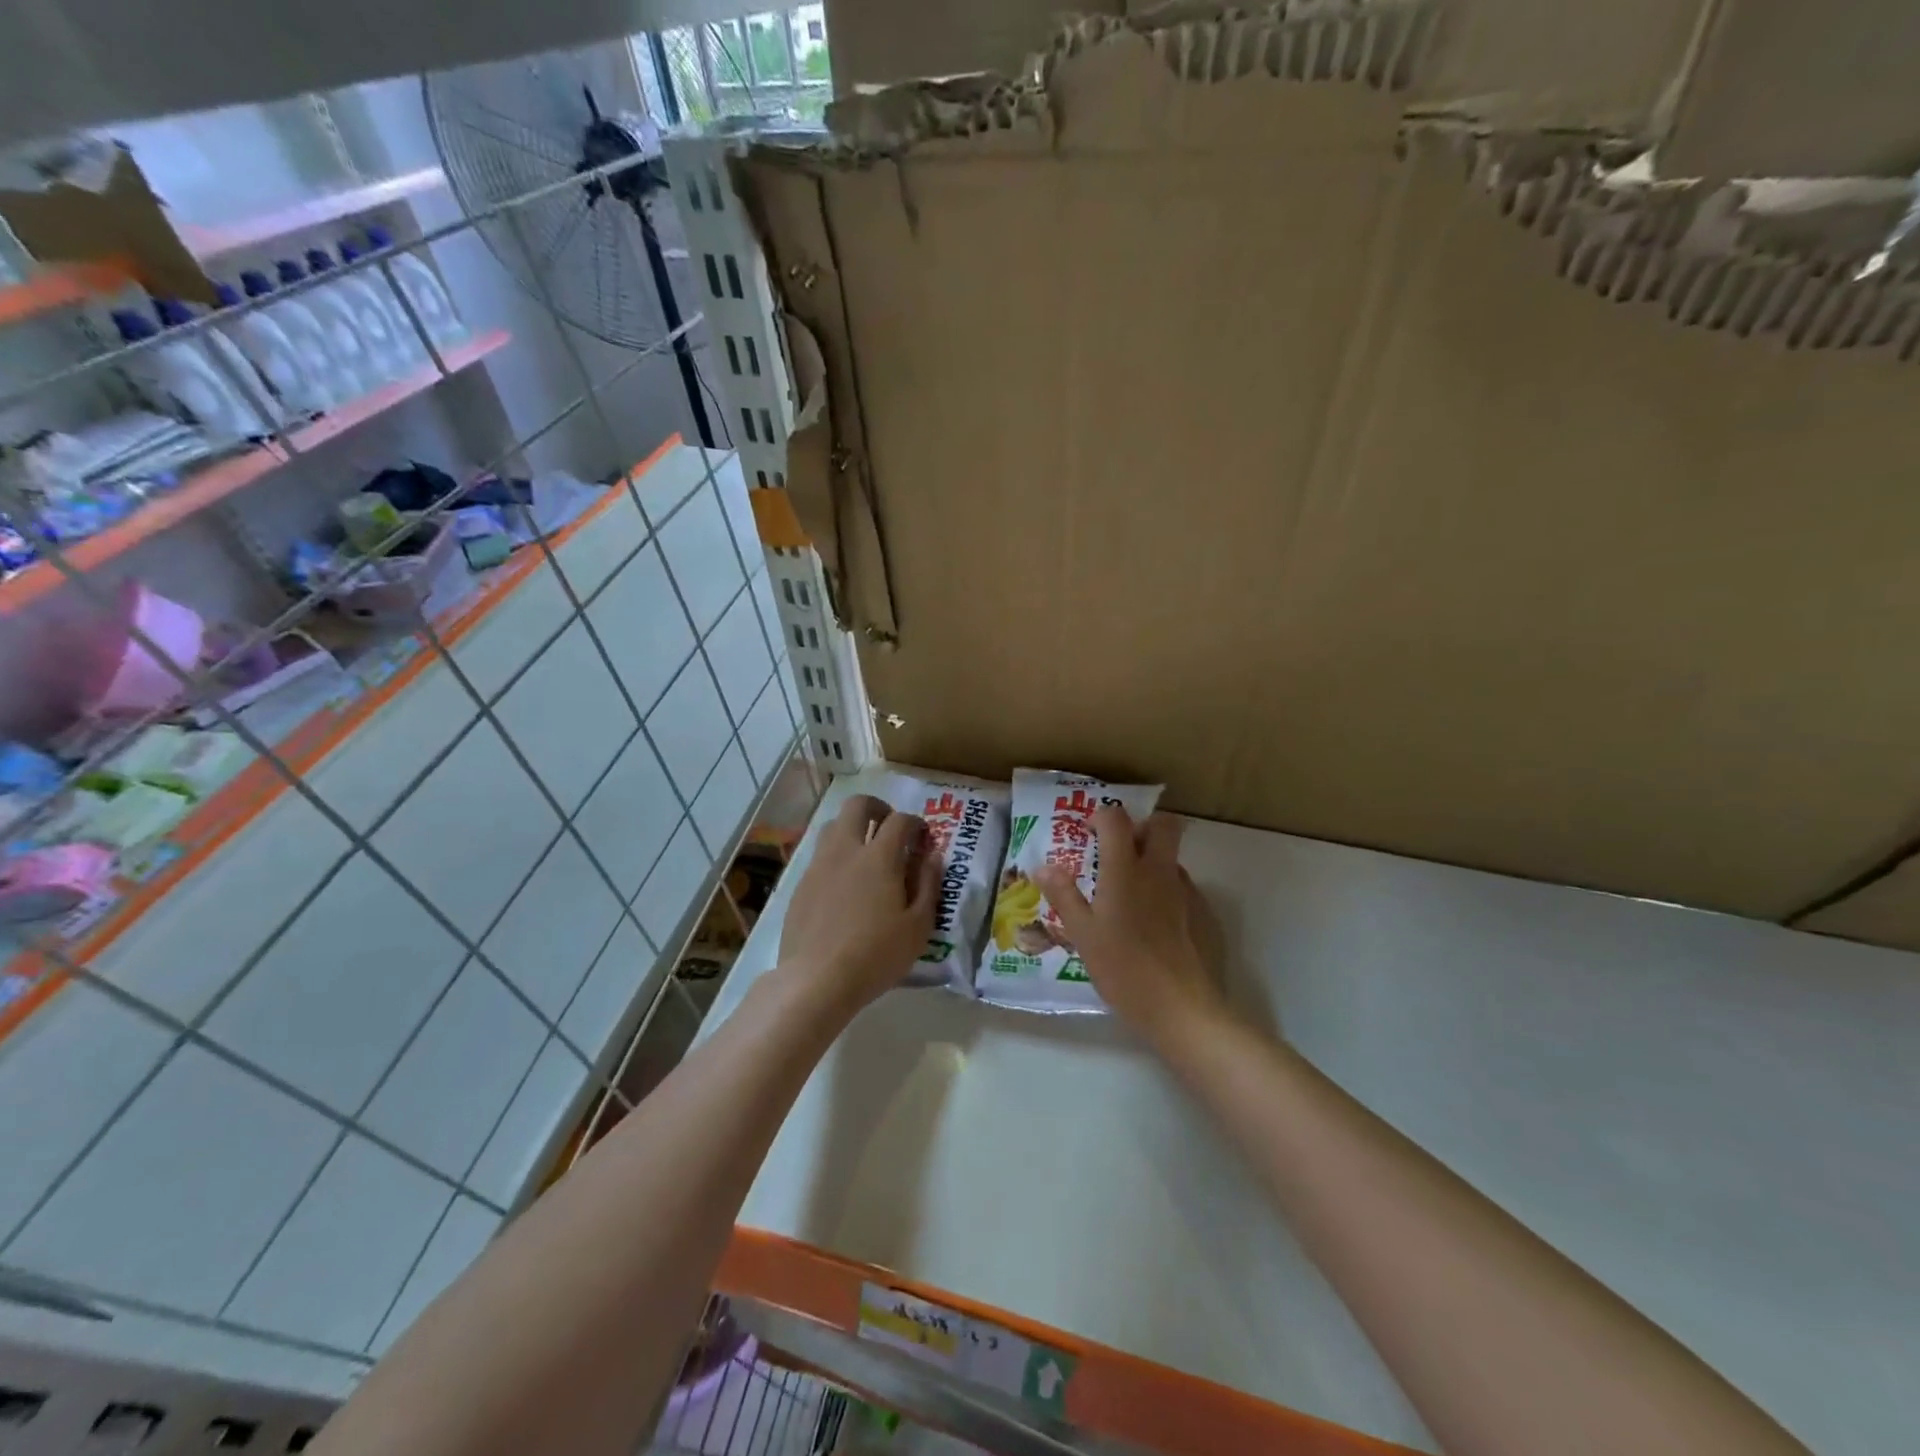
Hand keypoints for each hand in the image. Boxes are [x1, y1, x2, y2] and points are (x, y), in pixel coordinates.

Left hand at [778, 794, 937, 1018]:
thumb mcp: (918, 926)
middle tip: (890, 827)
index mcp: (879, 857)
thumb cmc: (876, 955)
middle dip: (878, 808)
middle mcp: (846, 851)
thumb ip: (929, 884)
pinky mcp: (800, 885)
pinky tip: (843, 884)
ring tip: (865, 852)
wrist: (816, 980)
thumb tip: (933, 854)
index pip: (900, 820)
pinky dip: (836, 856)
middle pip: (858, 805)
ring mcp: (818, 866)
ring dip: (852, 828)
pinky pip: (820, 855)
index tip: (923, 837)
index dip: (915, 822)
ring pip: (833, 826)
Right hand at [1035, 808, 1230, 1051]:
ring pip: (1172, 856)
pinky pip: (1182, 885)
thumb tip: (1043, 866)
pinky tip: (1153, 922)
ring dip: (1153, 859)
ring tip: (1130, 893)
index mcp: (1125, 870)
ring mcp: (1185, 890)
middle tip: (1119, 851)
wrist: (1180, 1006)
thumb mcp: (1082, 934)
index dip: (1101, 817)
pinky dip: (1166, 889)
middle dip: (1141, 827)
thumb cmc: (1122, 968)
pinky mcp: (1203, 912)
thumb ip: (1063, 895)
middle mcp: (1158, 870)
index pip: (1116, 818)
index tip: (1088, 834)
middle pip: (1161, 824)